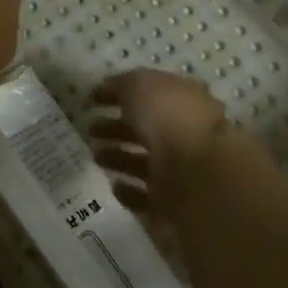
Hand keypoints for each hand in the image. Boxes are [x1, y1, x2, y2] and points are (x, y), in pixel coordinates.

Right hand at [91, 69, 231, 214]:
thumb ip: (120, 85)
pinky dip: (128, 191)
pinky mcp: (171, 202)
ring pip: (141, 162)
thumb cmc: (169, 118)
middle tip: (89, 129)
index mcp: (181, 101)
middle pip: (144, 130)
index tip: (91, 100)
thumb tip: (103, 89)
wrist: (198, 174)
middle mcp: (183, 134)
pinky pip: (144, 196)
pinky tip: (113, 184)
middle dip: (115, 128)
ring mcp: (179, 169)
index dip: (119, 95)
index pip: (147, 95)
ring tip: (94, 155)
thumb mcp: (139, 85)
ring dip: (117, 158)